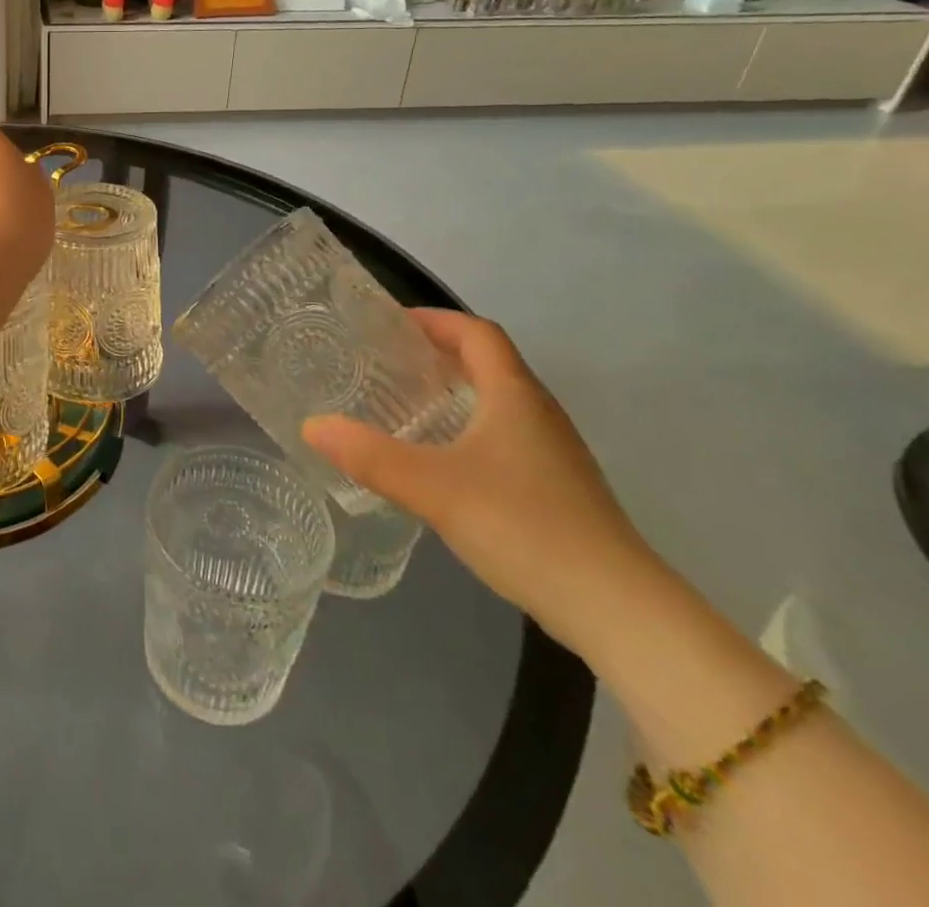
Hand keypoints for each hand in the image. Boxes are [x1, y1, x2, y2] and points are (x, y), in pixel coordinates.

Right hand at [301, 310, 660, 653]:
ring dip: (456, 390)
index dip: (436, 320)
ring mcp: (554, 453)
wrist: (617, 609)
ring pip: (500, 401)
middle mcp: (539, 413)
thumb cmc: (524, 527)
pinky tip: (444, 460)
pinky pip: (507, 435)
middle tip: (388, 361)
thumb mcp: (433, 488)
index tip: (391, 324)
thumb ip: (369, 455)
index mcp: (514, 396)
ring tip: (407, 404)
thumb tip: (311, 425)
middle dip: (439, 353)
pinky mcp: (558, 488)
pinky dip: (470, 427)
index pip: (478, 333)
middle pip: (490, 362)